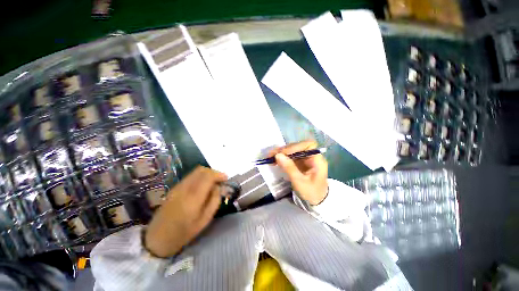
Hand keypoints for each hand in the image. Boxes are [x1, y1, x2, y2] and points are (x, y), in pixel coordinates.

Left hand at [145, 166, 226, 257]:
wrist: (157, 238)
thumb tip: (218, 187)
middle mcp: (185, 188)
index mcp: (194, 197)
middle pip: (202, 170)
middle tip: (220, 180)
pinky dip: (200, 177)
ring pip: (196, 171)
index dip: (219, 174)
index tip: (226, 179)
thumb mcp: (205, 220)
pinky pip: (190, 176)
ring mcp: (178, 187)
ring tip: (212, 183)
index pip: (208, 176)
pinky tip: (202, 186)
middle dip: (214, 172)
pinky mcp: (174, 188)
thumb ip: (214, 200)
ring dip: (207, 174)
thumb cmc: (184, 233)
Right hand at [271, 140, 327, 205]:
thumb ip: (289, 168)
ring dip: (281, 153)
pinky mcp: (300, 162)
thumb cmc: (311, 193)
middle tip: (272, 154)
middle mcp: (312, 156)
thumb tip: (277, 155)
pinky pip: (290, 157)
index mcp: (317, 160)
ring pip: (293, 151)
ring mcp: (305, 159)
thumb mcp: (300, 182)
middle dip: (285, 150)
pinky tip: (274, 160)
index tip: (283, 152)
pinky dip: (282, 158)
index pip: (308, 145)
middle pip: (298, 147)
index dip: (295, 146)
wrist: (317, 201)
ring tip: (270, 156)